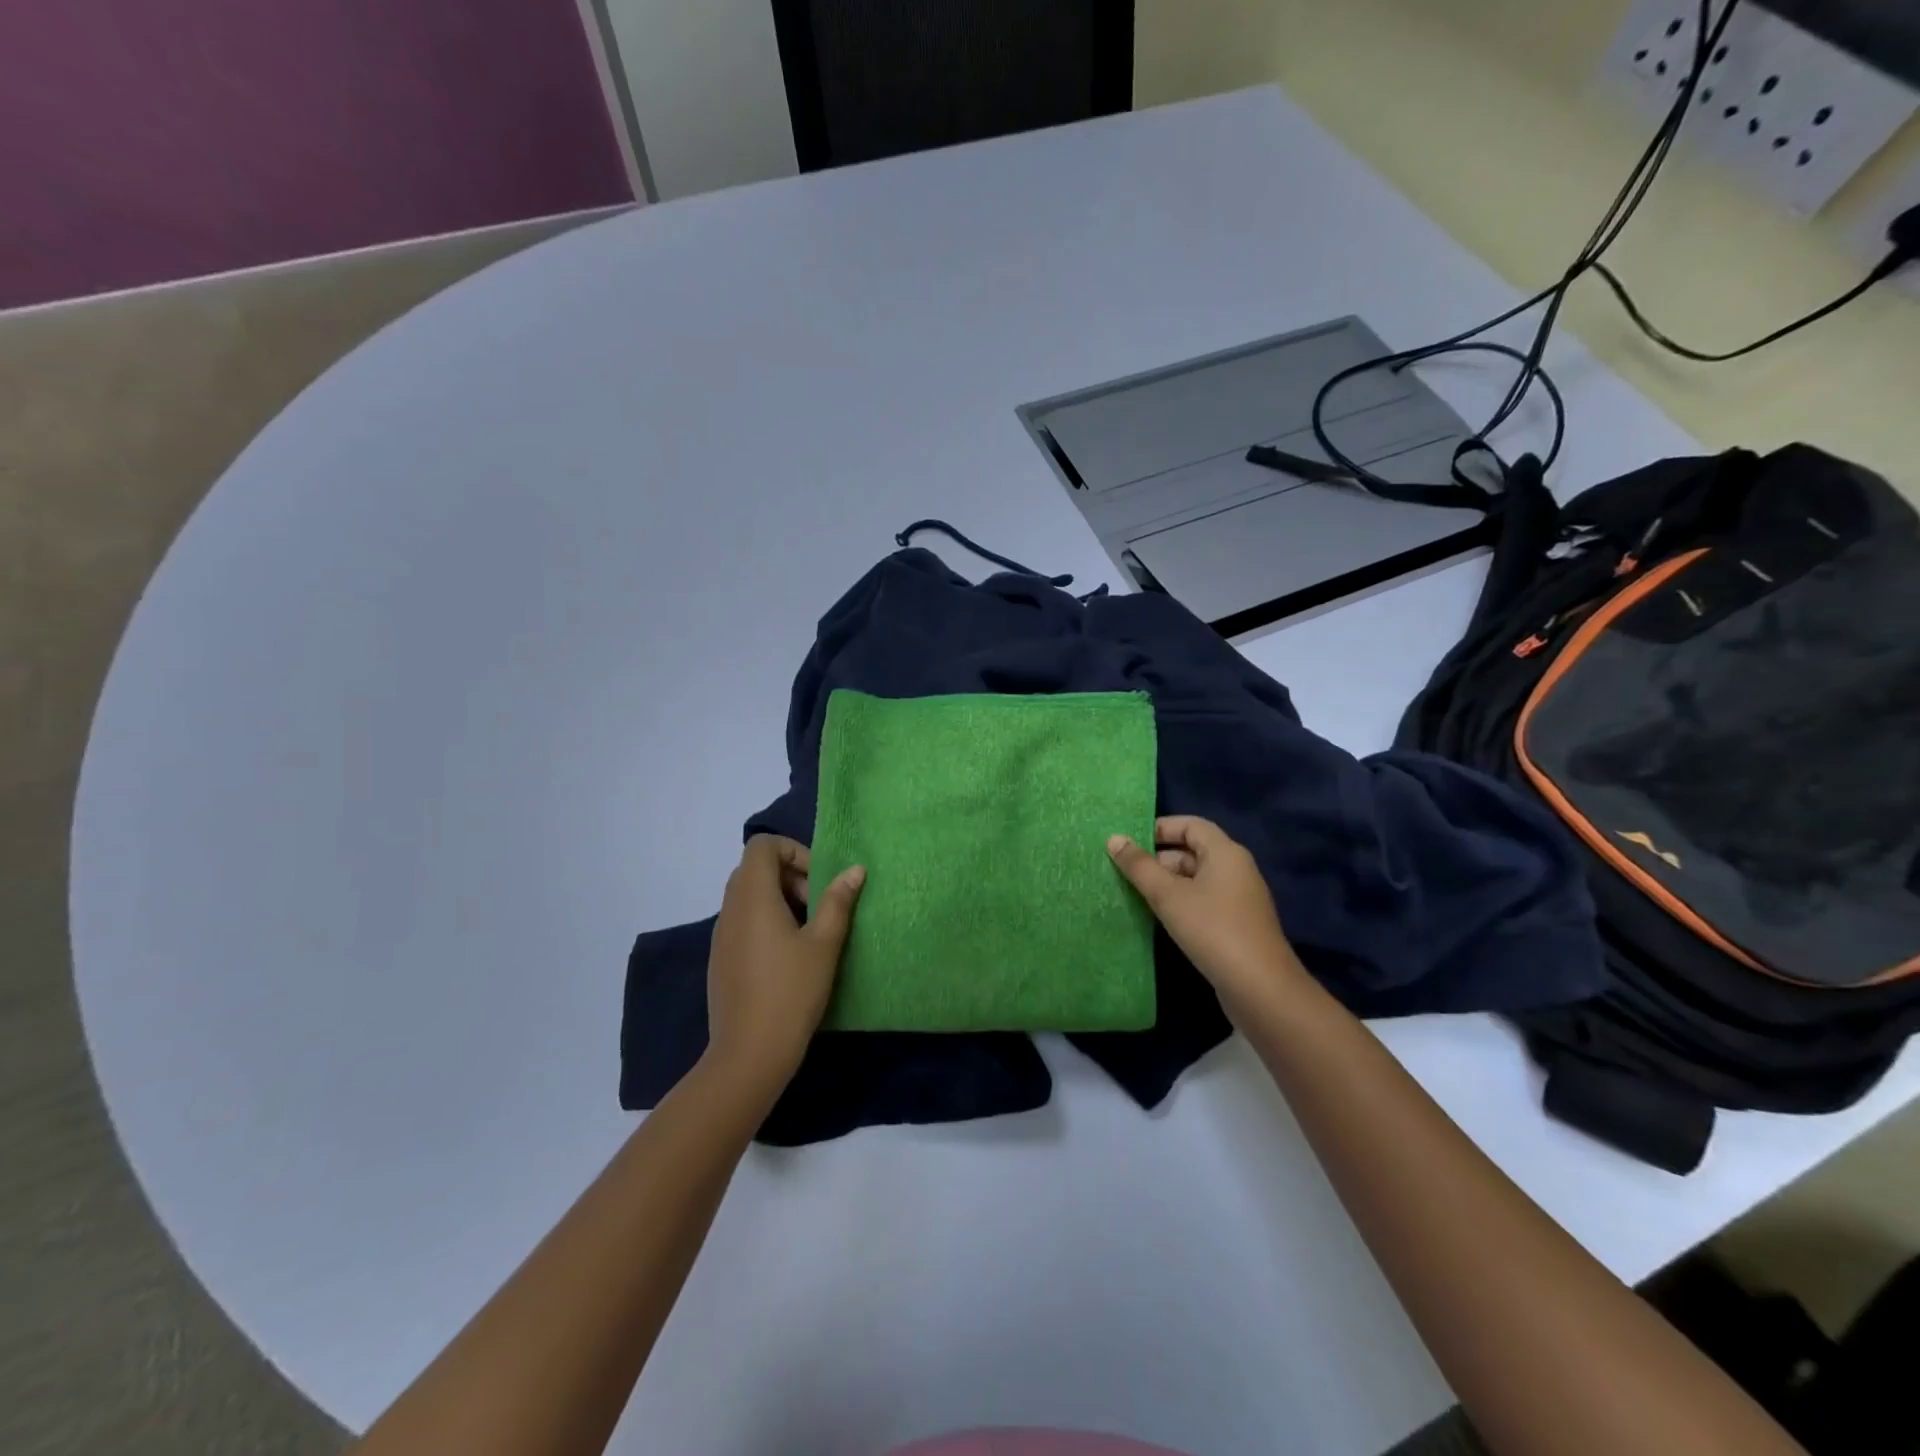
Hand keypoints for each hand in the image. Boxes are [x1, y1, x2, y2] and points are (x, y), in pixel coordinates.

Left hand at [703, 835, 864, 1103]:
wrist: (749, 1054)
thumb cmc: (791, 991)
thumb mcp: (824, 943)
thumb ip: (838, 901)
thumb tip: (855, 869)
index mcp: (753, 896)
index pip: (762, 846)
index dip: (793, 851)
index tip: (819, 880)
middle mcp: (730, 908)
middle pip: (755, 868)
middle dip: (791, 876)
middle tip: (819, 906)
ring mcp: (721, 934)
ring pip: (748, 896)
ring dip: (781, 899)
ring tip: (809, 932)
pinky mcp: (720, 958)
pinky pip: (742, 920)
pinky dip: (766, 921)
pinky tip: (789, 956)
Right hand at [1107, 816, 1306, 1016]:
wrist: (1259, 987)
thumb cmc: (1212, 929)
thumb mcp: (1168, 895)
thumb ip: (1139, 866)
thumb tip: (1113, 838)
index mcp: (1225, 852)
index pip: (1190, 824)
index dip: (1159, 828)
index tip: (1129, 842)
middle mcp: (1236, 869)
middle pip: (1193, 851)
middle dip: (1159, 858)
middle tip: (1127, 871)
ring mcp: (1239, 898)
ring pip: (1197, 878)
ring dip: (1167, 882)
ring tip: (1136, 894)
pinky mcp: (1237, 924)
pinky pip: (1204, 900)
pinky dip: (1181, 902)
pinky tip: (1160, 917)